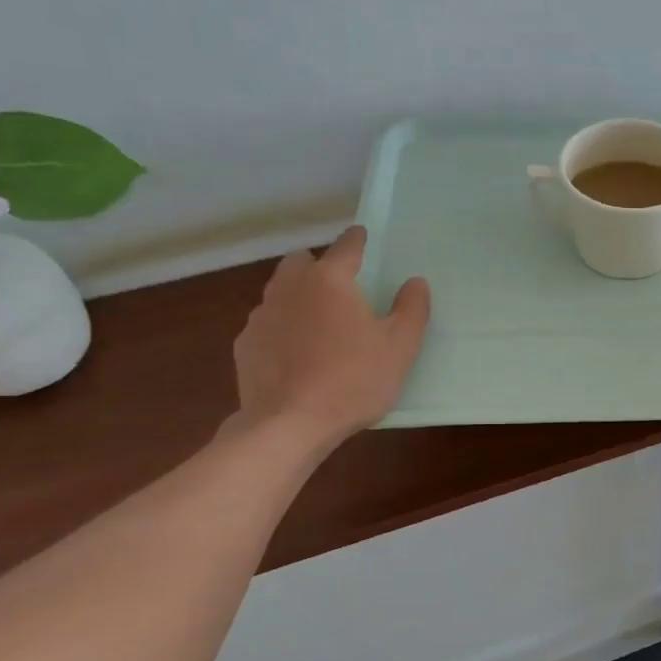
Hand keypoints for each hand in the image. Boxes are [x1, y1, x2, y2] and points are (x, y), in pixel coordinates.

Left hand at [229, 226, 430, 448]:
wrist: (288, 424)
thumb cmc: (353, 380)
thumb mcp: (400, 347)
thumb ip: (412, 309)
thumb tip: (415, 282)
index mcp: (330, 280)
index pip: (347, 246)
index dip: (358, 239)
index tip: (364, 236)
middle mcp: (290, 287)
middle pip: (302, 262)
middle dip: (320, 266)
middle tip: (341, 289)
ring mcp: (261, 315)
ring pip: (281, 292)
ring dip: (299, 297)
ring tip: (319, 325)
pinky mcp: (245, 344)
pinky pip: (268, 324)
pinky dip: (282, 329)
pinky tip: (296, 355)